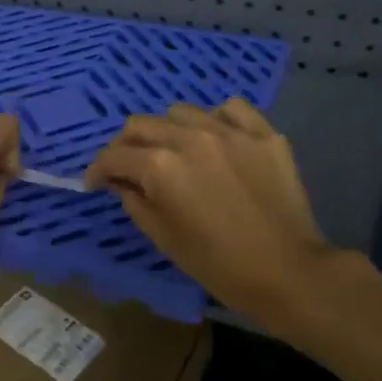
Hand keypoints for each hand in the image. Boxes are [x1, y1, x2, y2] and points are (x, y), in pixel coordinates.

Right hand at [84, 98, 335, 330]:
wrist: (286, 271)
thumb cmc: (217, 264)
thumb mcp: (162, 237)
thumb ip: (134, 200)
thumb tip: (122, 182)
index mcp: (161, 166)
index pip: (114, 156)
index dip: (97, 170)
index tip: (95, 183)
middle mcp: (190, 138)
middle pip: (142, 125)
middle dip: (125, 146)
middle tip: (127, 167)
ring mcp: (230, 131)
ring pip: (181, 112)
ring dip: (168, 130)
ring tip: (174, 151)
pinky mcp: (264, 134)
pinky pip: (231, 109)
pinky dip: (216, 119)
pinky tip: (216, 139)